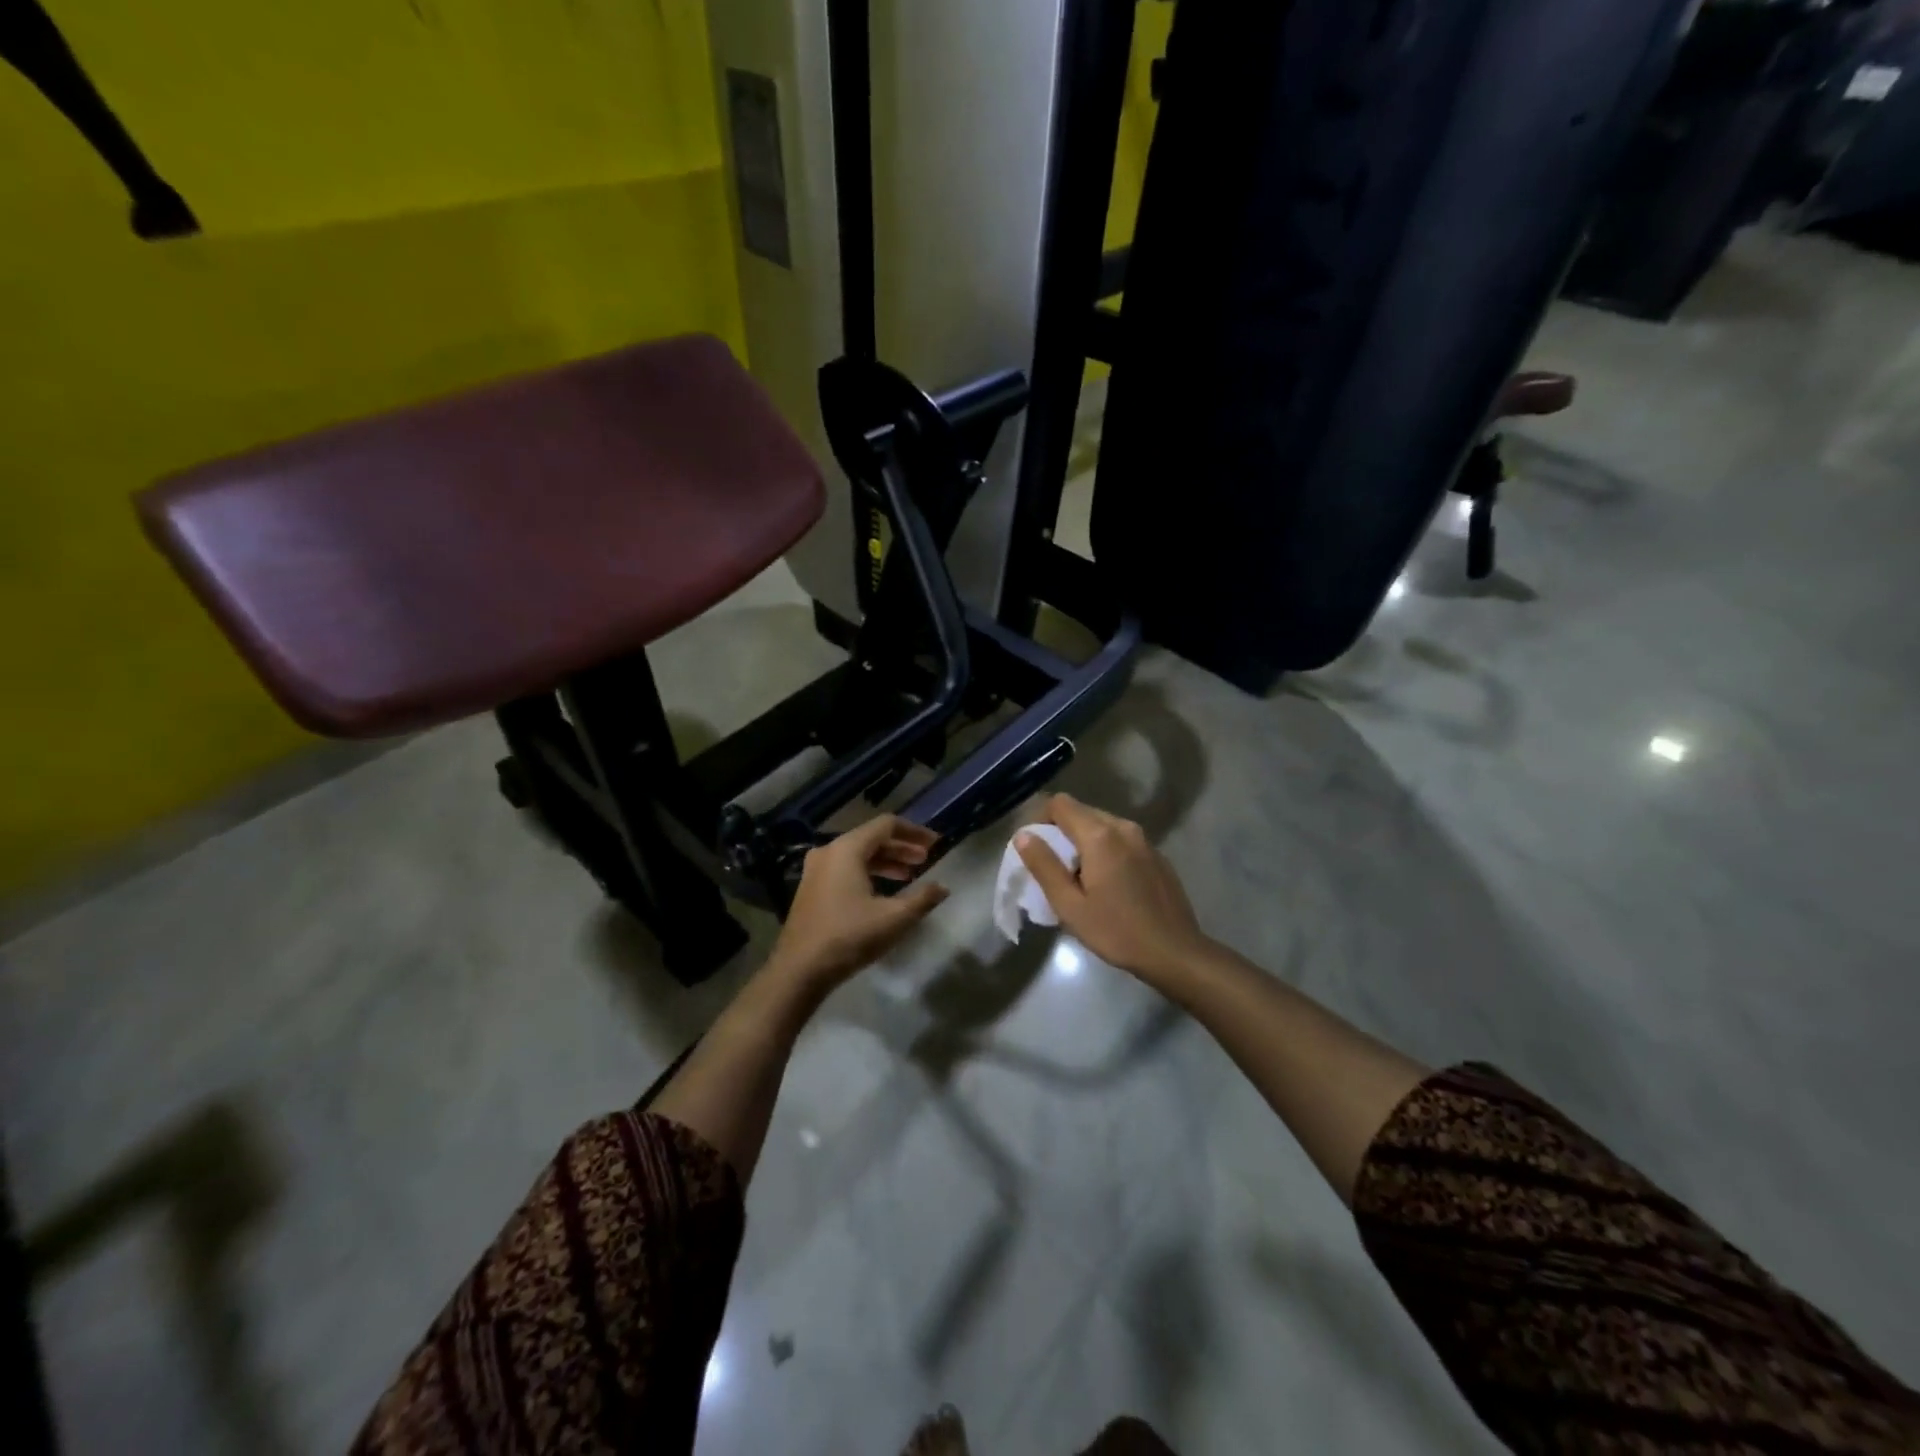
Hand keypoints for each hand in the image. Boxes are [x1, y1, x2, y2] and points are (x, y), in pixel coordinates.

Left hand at [767, 815, 950, 992]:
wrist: (799, 970)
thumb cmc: (849, 937)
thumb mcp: (894, 918)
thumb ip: (922, 899)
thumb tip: (943, 888)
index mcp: (847, 849)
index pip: (886, 825)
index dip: (914, 832)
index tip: (935, 844)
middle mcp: (829, 851)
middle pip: (871, 838)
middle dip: (901, 848)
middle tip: (925, 861)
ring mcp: (816, 870)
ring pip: (857, 855)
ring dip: (885, 862)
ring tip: (908, 876)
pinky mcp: (811, 888)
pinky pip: (845, 869)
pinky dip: (867, 873)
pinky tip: (883, 892)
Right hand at [1016, 794, 1211, 985]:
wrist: (1174, 952)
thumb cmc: (1116, 931)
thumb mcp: (1069, 905)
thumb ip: (1044, 866)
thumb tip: (1024, 836)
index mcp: (1099, 835)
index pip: (1060, 804)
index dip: (1040, 818)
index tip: (1034, 847)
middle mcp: (1123, 827)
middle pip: (1082, 812)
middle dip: (1061, 832)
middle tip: (1053, 867)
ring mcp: (1144, 840)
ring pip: (1103, 826)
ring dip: (1084, 842)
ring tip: (1079, 878)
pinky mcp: (1156, 855)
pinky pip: (1122, 840)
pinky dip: (1106, 851)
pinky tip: (1109, 885)